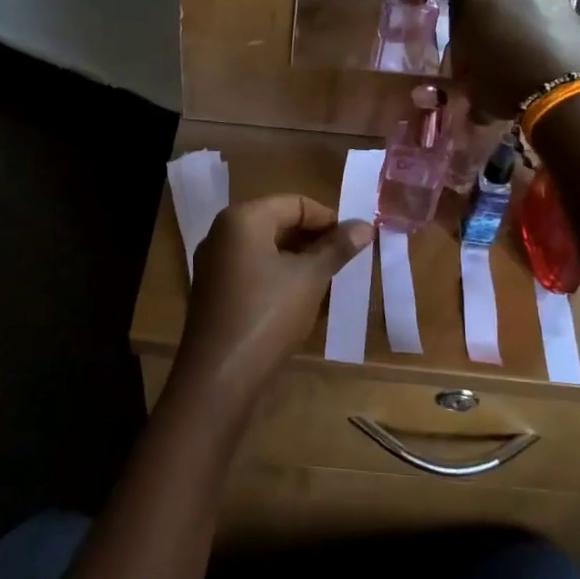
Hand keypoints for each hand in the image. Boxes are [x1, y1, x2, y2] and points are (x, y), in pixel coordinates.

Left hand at [170, 196, 372, 423]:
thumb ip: (337, 248)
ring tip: (330, 282)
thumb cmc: (268, 314)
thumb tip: (365, 224)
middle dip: (314, 241)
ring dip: (300, 262)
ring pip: (267, 250)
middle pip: (278, 223)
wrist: (220, 376)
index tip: (356, 242)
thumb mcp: (310, 279)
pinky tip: (303, 301)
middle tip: (346, 262)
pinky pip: (253, 272)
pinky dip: (280, 279)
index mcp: (242, 218)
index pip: (295, 203)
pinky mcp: (214, 292)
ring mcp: (214, 264)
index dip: (329, 219)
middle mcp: (222, 233)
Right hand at [452, 0, 579, 120]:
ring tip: (535, 70)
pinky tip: (557, 72)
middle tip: (504, 64)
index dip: (469, 43)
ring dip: (532, 37)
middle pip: (503, 12)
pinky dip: (557, 45)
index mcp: (478, 5)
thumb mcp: (474, 93)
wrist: (564, 89)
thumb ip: (473, 86)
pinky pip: (561, 30)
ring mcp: (551, 1)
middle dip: (503, 33)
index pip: (466, 20)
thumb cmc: (504, 86)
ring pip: (535, 18)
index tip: (472, 65)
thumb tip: (476, 103)